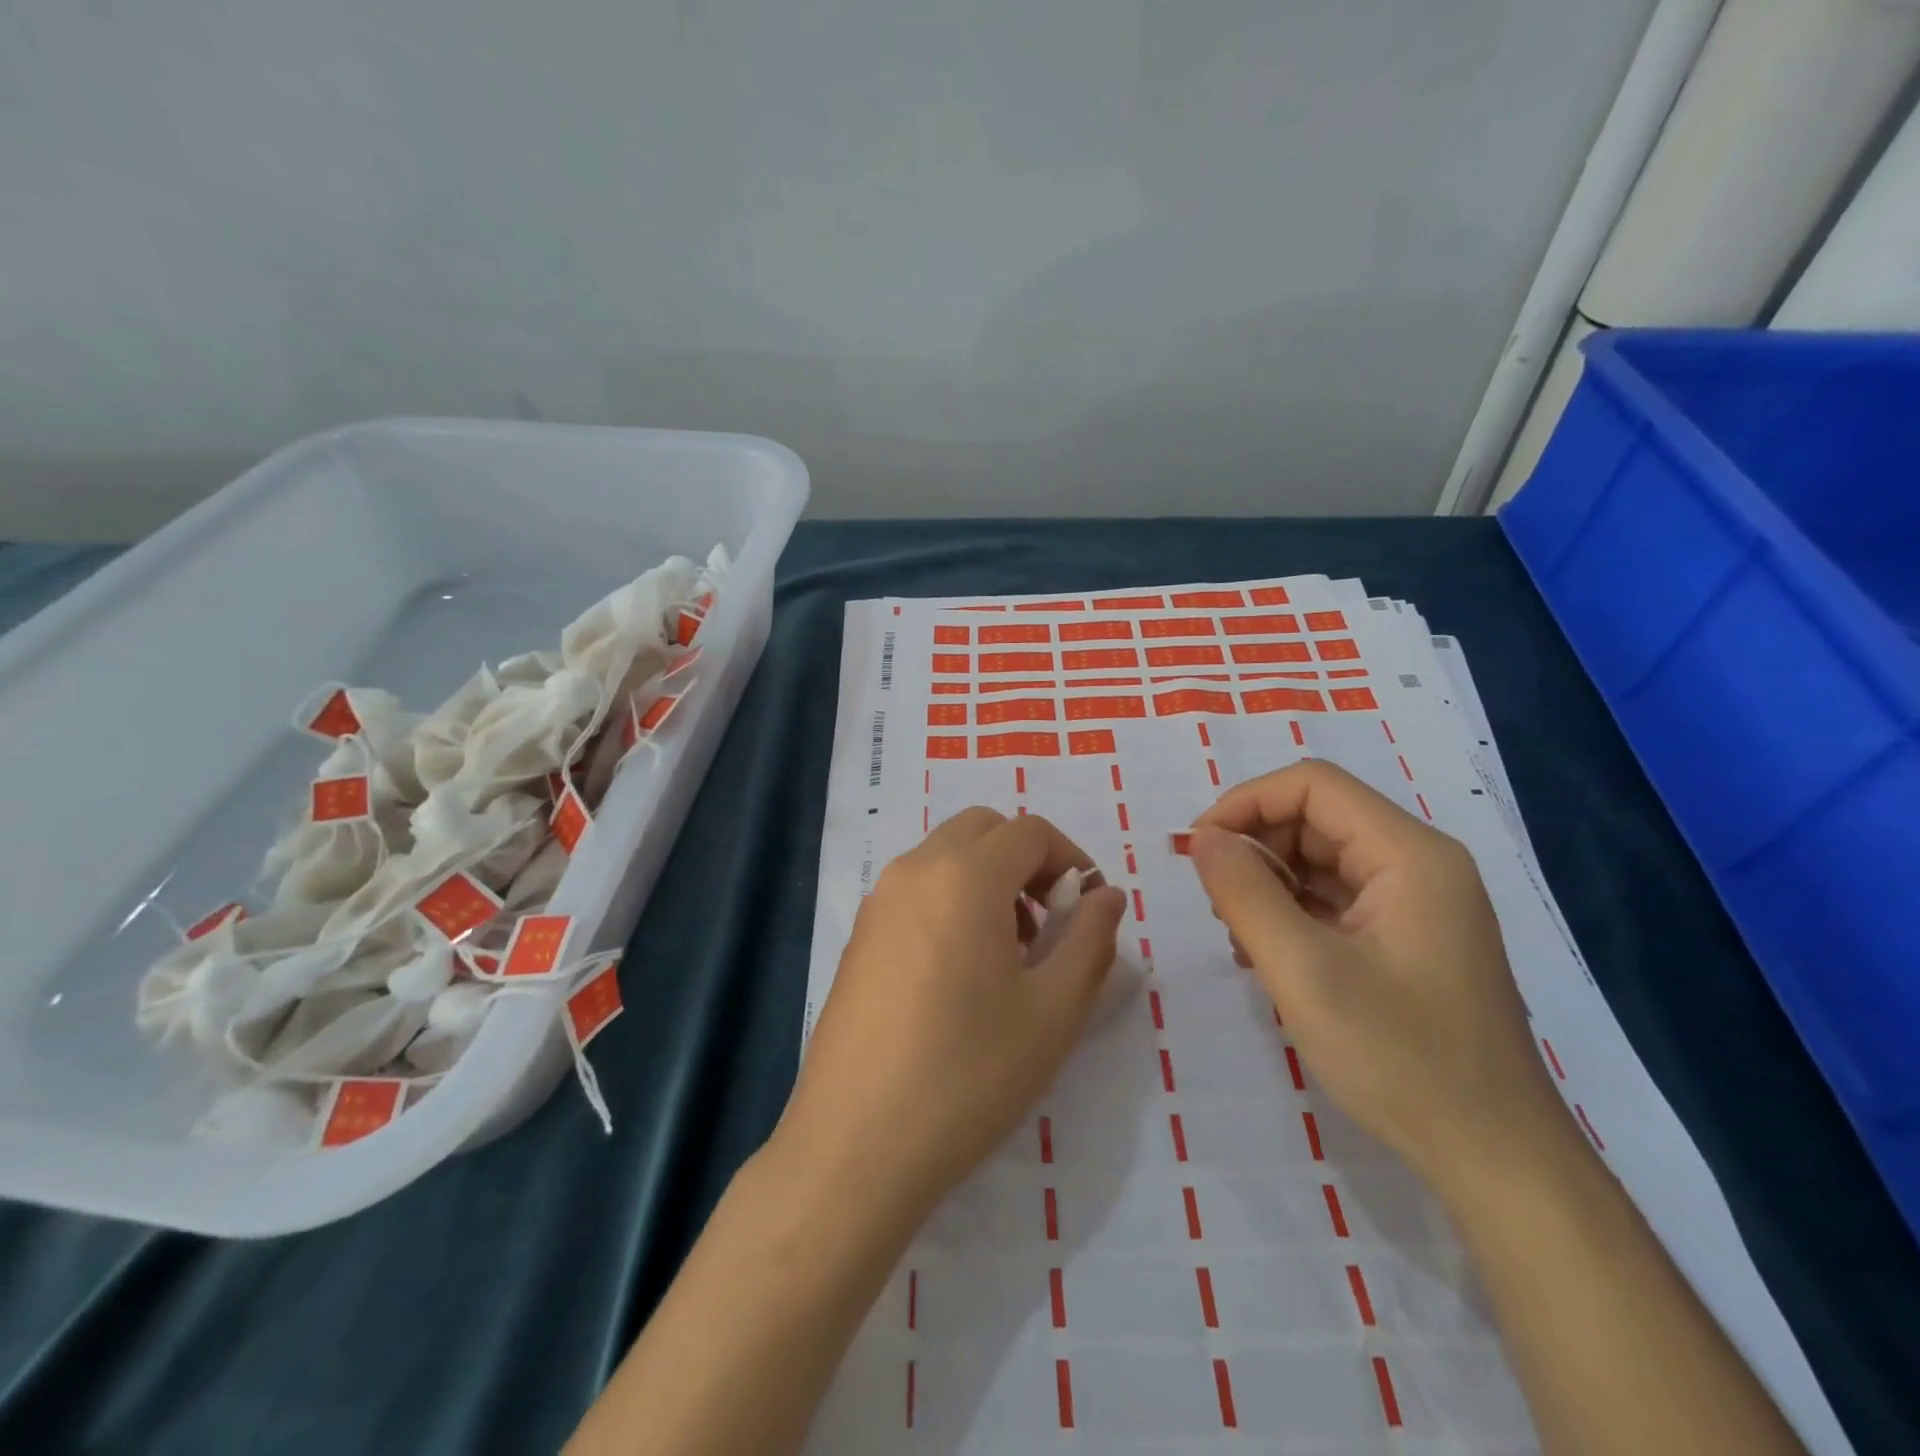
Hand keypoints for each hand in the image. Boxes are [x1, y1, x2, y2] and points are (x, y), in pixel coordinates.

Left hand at [778, 808, 1126, 1226]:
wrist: (856, 1144)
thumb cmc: (968, 1075)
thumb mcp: (1053, 1012)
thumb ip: (1090, 940)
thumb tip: (1107, 896)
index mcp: (965, 876)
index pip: (1030, 831)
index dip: (1071, 859)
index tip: (1089, 907)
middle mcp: (914, 871)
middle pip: (983, 829)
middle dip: (1027, 859)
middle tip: (1050, 922)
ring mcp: (878, 901)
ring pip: (946, 855)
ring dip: (988, 877)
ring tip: (1010, 953)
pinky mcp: (859, 936)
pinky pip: (916, 889)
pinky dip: (951, 898)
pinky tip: (961, 972)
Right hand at [1187, 761, 1567, 1186]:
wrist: (1495, 1159)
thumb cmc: (1400, 1058)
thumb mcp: (1304, 971)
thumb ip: (1245, 893)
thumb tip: (1202, 838)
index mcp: (1410, 855)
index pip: (1312, 785)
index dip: (1245, 803)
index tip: (1199, 850)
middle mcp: (1420, 864)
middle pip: (1317, 818)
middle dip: (1255, 846)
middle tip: (1215, 901)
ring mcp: (1418, 903)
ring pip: (1322, 858)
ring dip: (1269, 881)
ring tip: (1238, 935)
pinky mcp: (1409, 938)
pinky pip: (1336, 898)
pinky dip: (1292, 911)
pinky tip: (1268, 954)